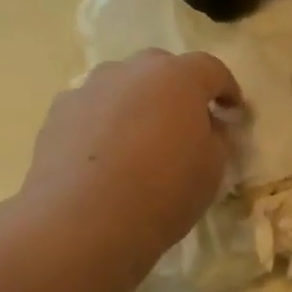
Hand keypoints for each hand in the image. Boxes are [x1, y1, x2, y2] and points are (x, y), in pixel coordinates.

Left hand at [24, 50, 239, 261]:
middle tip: (186, 122)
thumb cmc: (163, 193)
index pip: (211, 69)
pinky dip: (105, 123)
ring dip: (138, 103)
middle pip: (161, 68)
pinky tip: (107, 157)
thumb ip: (217, 138)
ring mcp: (89, 89)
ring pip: (123, 86)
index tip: (233, 111)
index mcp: (177, 78)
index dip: (227, 89)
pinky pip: (93, 109)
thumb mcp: (212, 170)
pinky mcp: (57, 114)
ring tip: (142, 139)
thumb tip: (208, 126)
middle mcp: (131, 72)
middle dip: (178, 90)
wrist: (82, 223)